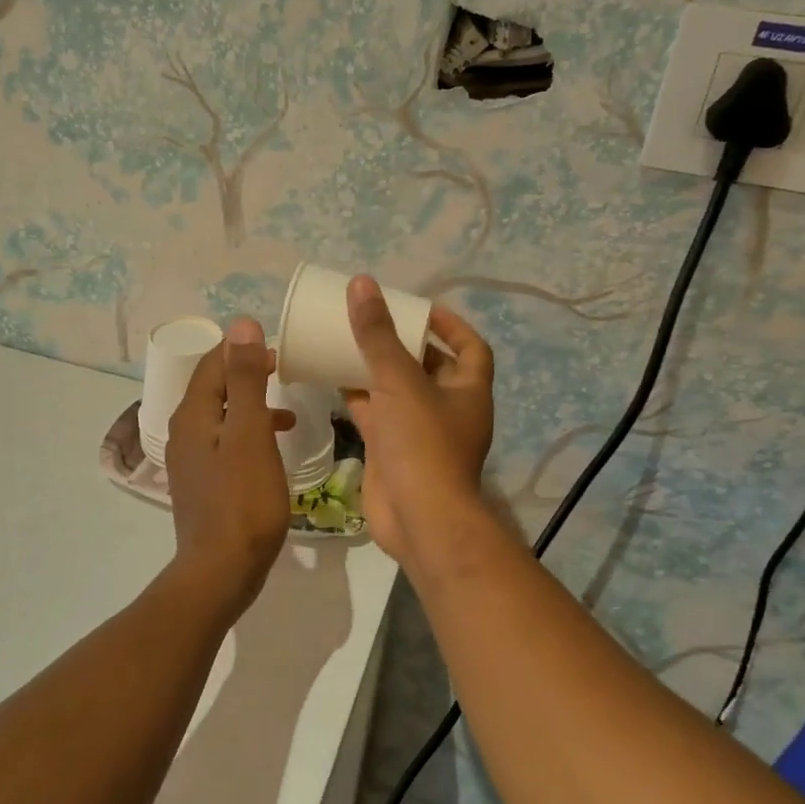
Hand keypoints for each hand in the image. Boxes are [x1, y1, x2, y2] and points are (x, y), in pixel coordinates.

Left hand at [165, 318, 294, 619]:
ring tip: (288, 411)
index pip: (212, 363)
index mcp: (193, 415)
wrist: (221, 570)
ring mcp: (191, 460)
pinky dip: (249, 434)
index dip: (243, 350)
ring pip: (222, 416)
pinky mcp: (203, 483)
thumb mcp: (250, 433)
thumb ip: (245, 379)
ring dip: (252, 406)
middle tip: (285, 373)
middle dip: (248, 374)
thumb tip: (241, 324)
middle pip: (214, 388)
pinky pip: (225, 443)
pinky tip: (272, 449)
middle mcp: (185, 432)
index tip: (280, 351)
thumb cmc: (243, 500)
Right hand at [341, 276, 494, 568]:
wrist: (418, 519)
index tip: (420, 308)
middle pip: (431, 367)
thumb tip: (362, 284)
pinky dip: (359, 397)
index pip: (471, 347)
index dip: (450, 324)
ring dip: (379, 369)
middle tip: (376, 321)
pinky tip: (333, 378)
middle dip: (406, 344)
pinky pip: (377, 415)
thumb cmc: (422, 444)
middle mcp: (449, 409)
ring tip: (351, 342)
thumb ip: (378, 335)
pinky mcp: (394, 451)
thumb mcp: (400, 382)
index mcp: (468, 390)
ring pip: (399, 391)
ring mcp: (421, 433)